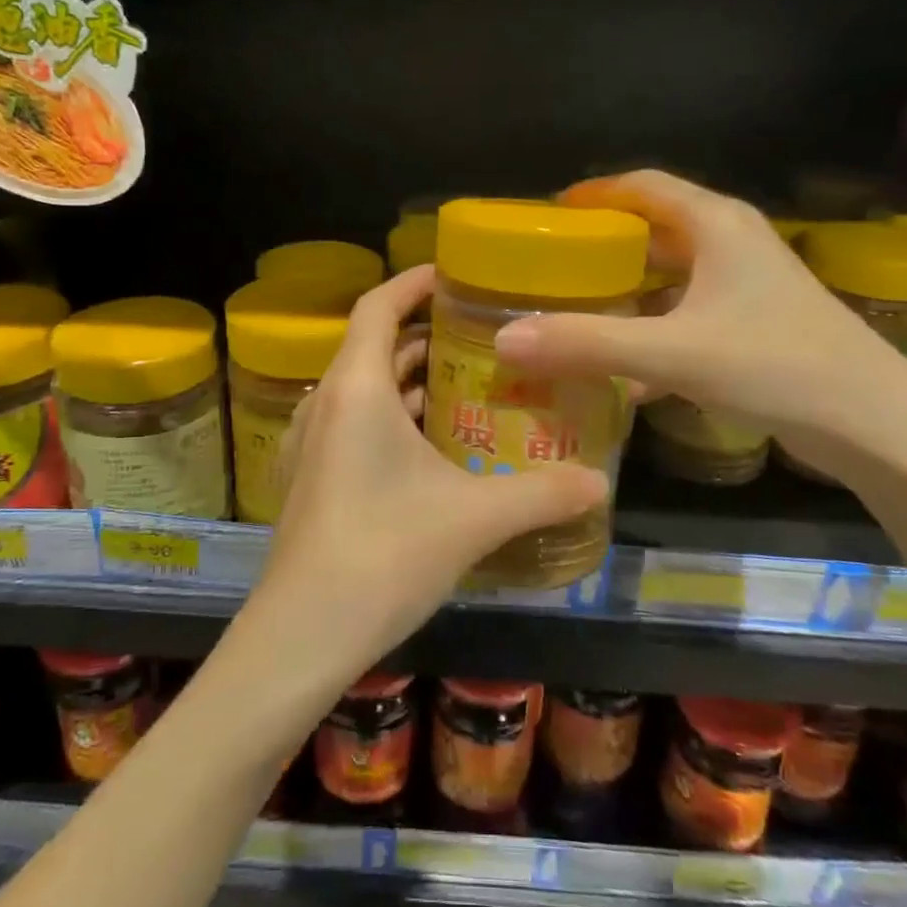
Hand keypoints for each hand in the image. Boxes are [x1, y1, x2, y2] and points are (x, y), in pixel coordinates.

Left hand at [256, 267, 607, 677]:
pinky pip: (356, 425)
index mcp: (356, 388)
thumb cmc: (385, 553)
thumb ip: (542, 494)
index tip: (455, 274)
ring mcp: (313, 443)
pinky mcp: (313, 478)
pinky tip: (437, 448)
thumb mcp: (474, 518)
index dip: (413, 282)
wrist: (304, 633)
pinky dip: (395, 419)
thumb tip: (602, 483)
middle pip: (375, 346)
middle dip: (426, 336)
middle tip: (483, 338)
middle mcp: (327, 404)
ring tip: (470, 387)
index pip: (378, 306)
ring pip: (365, 389)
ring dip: (412, 382)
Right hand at [492, 170, 902, 443]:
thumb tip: (505, 339)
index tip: (545, 216)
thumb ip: (587, 344)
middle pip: (652, 228)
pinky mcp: (753, 324)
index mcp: (715, 225)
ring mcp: (745, 286)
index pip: (641, 185)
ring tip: (572, 311)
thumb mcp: (673, 353)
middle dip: (601, 246)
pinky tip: (621, 369)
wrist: (877, 425)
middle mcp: (731, 244)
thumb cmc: (778, 366)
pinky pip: (685, 313)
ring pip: (669, 275)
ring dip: (623, 291)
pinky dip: (650, 329)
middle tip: (548, 268)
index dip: (592, 193)